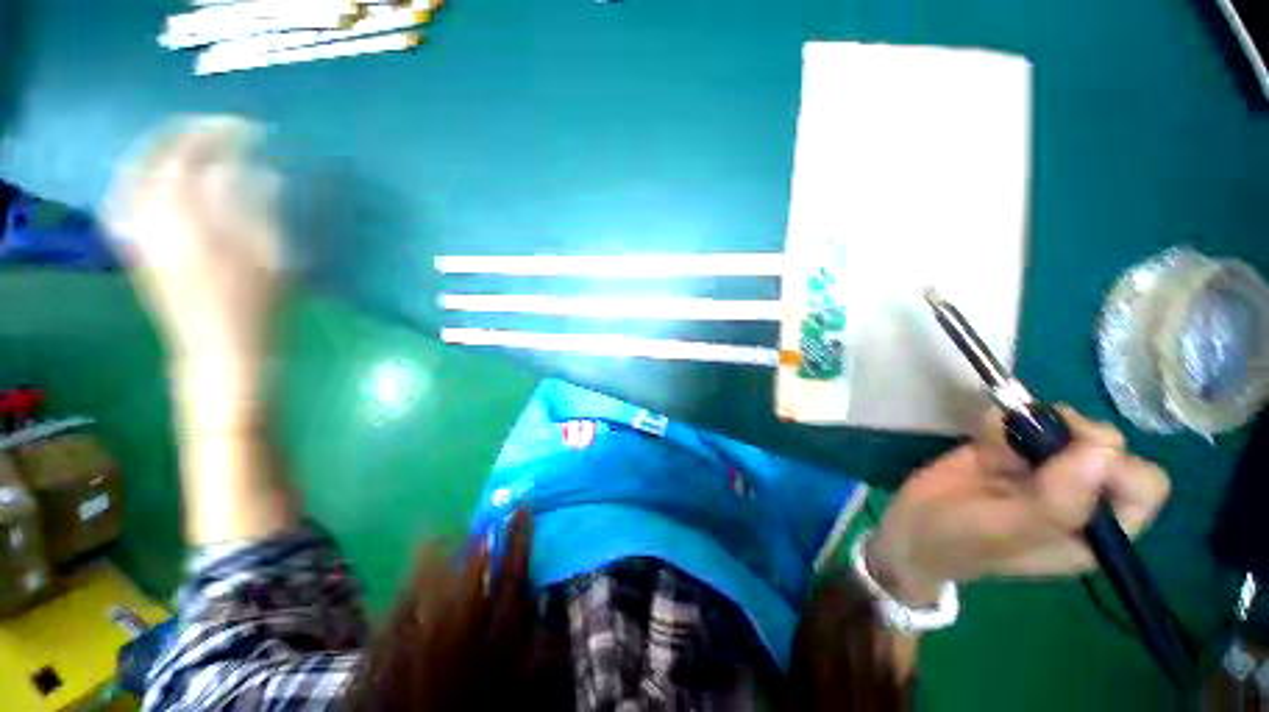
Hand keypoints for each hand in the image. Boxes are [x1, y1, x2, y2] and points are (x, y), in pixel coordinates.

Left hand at [104, 116, 282, 384]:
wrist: (222, 354)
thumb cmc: (258, 309)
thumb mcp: (271, 256)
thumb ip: (257, 208)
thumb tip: (255, 171)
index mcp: (188, 218)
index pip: (195, 155)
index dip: (223, 135)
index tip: (253, 129)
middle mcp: (153, 217)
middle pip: (157, 158)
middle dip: (187, 135)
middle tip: (217, 128)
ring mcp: (142, 233)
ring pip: (137, 175)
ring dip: (161, 152)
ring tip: (186, 144)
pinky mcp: (141, 249)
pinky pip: (129, 199)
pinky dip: (141, 179)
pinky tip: (157, 179)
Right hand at [869, 406, 1170, 605]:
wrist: (910, 528)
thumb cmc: (960, 540)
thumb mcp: (1006, 531)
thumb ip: (1057, 501)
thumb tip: (1104, 449)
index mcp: (1095, 530)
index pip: (1142, 486)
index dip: (1117, 466)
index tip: (1068, 459)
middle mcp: (1079, 496)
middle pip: (1108, 446)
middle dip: (1071, 435)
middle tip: (1027, 442)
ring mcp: (1043, 469)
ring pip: (1066, 425)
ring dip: (1033, 422)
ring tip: (996, 441)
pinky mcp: (1009, 449)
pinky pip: (1021, 419)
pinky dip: (1002, 418)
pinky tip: (982, 434)